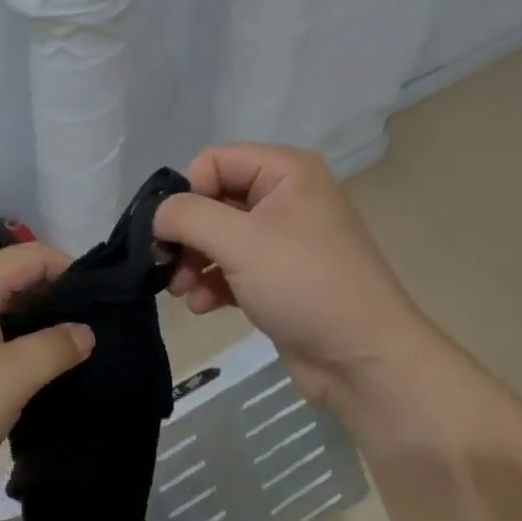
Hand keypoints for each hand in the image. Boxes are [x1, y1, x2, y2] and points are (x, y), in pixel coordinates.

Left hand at [0, 242, 92, 514]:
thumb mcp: (9, 379)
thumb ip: (53, 349)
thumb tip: (86, 331)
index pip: (34, 255)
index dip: (72, 270)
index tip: (106, 303)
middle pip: (18, 284)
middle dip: (58, 304)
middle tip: (97, 335)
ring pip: (3, 319)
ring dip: (36, 334)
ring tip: (74, 360)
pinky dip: (13, 357)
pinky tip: (34, 384)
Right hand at [153, 143, 431, 409]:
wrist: (364, 360)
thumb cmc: (303, 284)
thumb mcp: (239, 241)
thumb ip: (187, 216)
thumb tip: (157, 215)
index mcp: (286, 172)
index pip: (214, 161)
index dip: (187, 193)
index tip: (169, 232)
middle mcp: (285, 198)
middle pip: (214, 200)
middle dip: (187, 235)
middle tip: (164, 266)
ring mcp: (283, 240)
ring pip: (219, 238)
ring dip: (194, 263)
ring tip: (182, 292)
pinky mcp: (280, 279)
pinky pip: (233, 268)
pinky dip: (213, 283)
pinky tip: (203, 307)